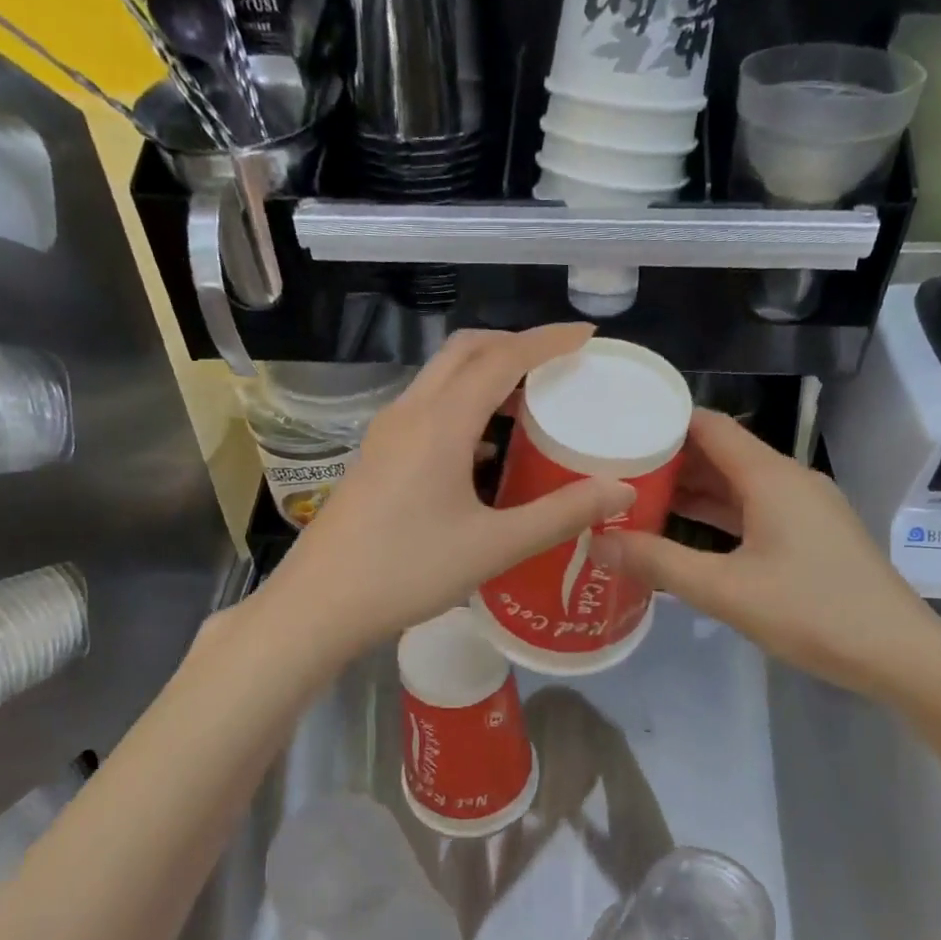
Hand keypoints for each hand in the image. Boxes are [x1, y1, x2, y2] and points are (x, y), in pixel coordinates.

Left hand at [262, 326, 635, 663]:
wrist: (320, 603)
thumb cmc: (408, 571)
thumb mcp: (493, 547)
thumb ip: (559, 515)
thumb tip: (619, 489)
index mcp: (441, 423)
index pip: (502, 359)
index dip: (547, 341)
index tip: (586, 336)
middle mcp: (410, 413)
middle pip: (465, 352)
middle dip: (514, 345)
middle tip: (557, 364)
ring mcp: (386, 433)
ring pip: (440, 378)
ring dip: (484, 374)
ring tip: (528, 400)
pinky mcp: (375, 456)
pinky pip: (425, 408)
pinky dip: (462, 405)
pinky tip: (483, 448)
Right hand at [596, 409, 940, 697]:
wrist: (899, 654)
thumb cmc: (812, 612)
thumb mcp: (724, 590)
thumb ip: (658, 563)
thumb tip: (597, 542)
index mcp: (770, 477)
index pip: (710, 426)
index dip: (664, 421)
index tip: (618, 429)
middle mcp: (788, 480)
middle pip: (721, 453)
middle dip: (669, 460)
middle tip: (613, 471)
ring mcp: (804, 508)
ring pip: (737, 485)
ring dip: (691, 490)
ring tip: (636, 499)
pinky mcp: (810, 535)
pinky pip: (753, 510)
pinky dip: (717, 514)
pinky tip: (683, 532)